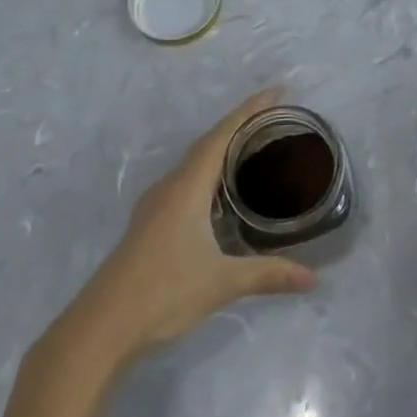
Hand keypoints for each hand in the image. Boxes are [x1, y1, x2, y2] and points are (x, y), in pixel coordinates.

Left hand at [76, 88, 315, 362]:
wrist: (102, 325)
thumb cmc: (164, 291)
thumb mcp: (222, 282)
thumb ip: (268, 275)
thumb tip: (313, 279)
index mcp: (188, 186)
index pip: (223, 134)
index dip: (250, 109)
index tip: (277, 91)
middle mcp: (171, 185)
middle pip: (209, 142)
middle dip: (240, 124)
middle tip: (273, 117)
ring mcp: (156, 203)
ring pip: (195, 162)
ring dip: (222, 147)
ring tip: (253, 146)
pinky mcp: (150, 222)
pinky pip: (186, 180)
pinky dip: (209, 171)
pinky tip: (220, 190)